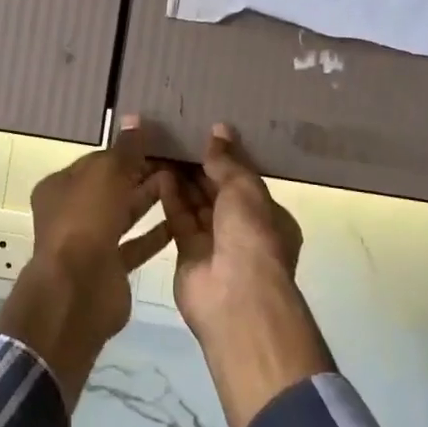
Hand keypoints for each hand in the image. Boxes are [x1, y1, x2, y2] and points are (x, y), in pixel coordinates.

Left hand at [0, 118, 171, 405]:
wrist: (78, 291)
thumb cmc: (86, 221)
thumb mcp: (107, 173)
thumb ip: (125, 149)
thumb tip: (136, 119)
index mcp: (60, 186)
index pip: (98, 161)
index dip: (127, 151)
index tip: (159, 143)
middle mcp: (72, 212)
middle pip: (112, 187)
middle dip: (142, 174)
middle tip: (179, 163)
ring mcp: (90, 242)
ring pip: (125, 214)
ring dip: (151, 200)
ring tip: (184, 184)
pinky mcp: (110, 267)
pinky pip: (136, 244)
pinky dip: (156, 233)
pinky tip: (182, 220)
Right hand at [159, 124, 303, 333]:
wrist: (235, 296)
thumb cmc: (251, 235)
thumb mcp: (245, 188)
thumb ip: (228, 161)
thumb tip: (219, 130)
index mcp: (269, 215)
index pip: (245, 181)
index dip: (226, 159)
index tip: (204, 135)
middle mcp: (243, 230)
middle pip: (218, 192)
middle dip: (200, 168)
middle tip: (177, 137)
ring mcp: (215, 244)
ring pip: (196, 205)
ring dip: (182, 180)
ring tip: (163, 149)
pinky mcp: (188, 254)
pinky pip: (179, 219)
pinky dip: (171, 198)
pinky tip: (159, 173)